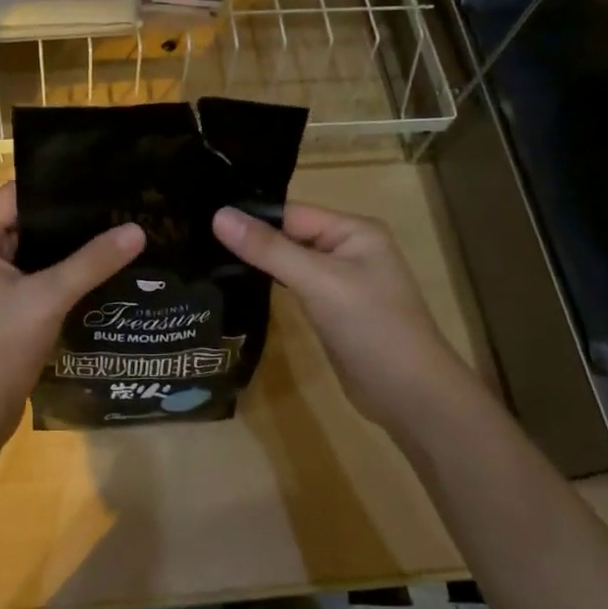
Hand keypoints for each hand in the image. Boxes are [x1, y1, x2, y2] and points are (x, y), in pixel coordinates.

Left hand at [0, 183, 144, 449]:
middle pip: (26, 224)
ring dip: (68, 251)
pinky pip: (33, 282)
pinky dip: (61, 277)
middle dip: (70, 221)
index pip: (16, 195)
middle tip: (118, 209)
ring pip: (32, 255)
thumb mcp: (48, 297)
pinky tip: (99, 274)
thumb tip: (137, 229)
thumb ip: (92, 261)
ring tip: (117, 235)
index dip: (57, 186)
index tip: (101, 180)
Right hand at [213, 202, 474, 432]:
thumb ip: (269, 249)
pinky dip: (272, 287)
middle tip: (197, 242)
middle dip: (251, 241)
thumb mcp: (318, 282)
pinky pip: (296, 288)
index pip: (291, 213)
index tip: (202, 223)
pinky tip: (239, 288)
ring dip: (259, 264)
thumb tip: (218, 215)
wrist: (410, 395)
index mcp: (354, 230)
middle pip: (289, 235)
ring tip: (208, 261)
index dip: (251, 218)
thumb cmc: (371, 328)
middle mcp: (348, 249)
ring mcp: (341, 282)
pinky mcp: (333, 310)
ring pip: (290, 262)